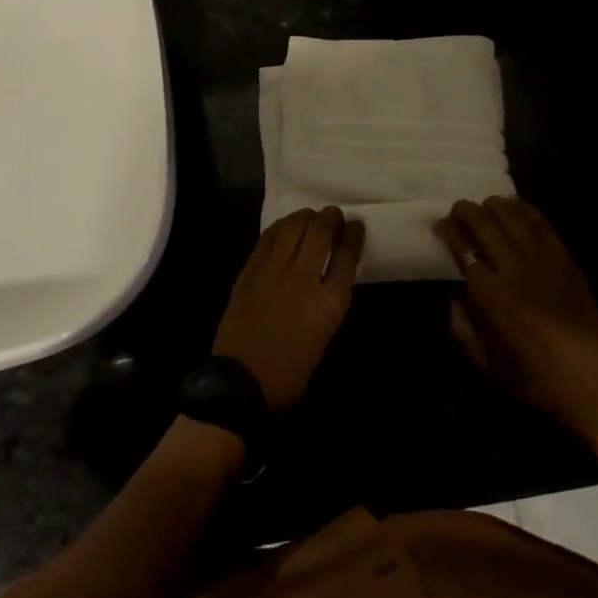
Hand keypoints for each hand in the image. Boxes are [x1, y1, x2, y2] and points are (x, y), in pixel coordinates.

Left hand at [213, 207, 363, 411]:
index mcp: (329, 302)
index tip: (355, 225)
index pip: (347, 255)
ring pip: (293, 228)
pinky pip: (268, 238)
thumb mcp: (325, 336)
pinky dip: (280, 227)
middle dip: (330, 218)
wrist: (242, 382)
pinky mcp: (250, 271)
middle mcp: (304, 278)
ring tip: (310, 215)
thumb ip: (329, 301)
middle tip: (333, 214)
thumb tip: (329, 275)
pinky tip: (285, 226)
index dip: (353, 235)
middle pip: (320, 233)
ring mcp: (274, 271)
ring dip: (305, 217)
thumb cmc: (291, 373)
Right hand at [436, 197, 597, 445]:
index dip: (448, 230)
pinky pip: (542, 223)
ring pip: (513, 215)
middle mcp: (513, 267)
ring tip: (486, 207)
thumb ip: (462, 330)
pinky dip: (526, 210)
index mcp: (489, 294)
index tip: (440, 225)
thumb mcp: (485, 365)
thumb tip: (454, 301)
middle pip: (484, 223)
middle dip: (465, 210)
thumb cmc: (534, 379)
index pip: (462, 247)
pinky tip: (518, 211)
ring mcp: (542, 259)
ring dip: (494, 206)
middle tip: (457, 210)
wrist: (591, 382)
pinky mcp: (565, 259)